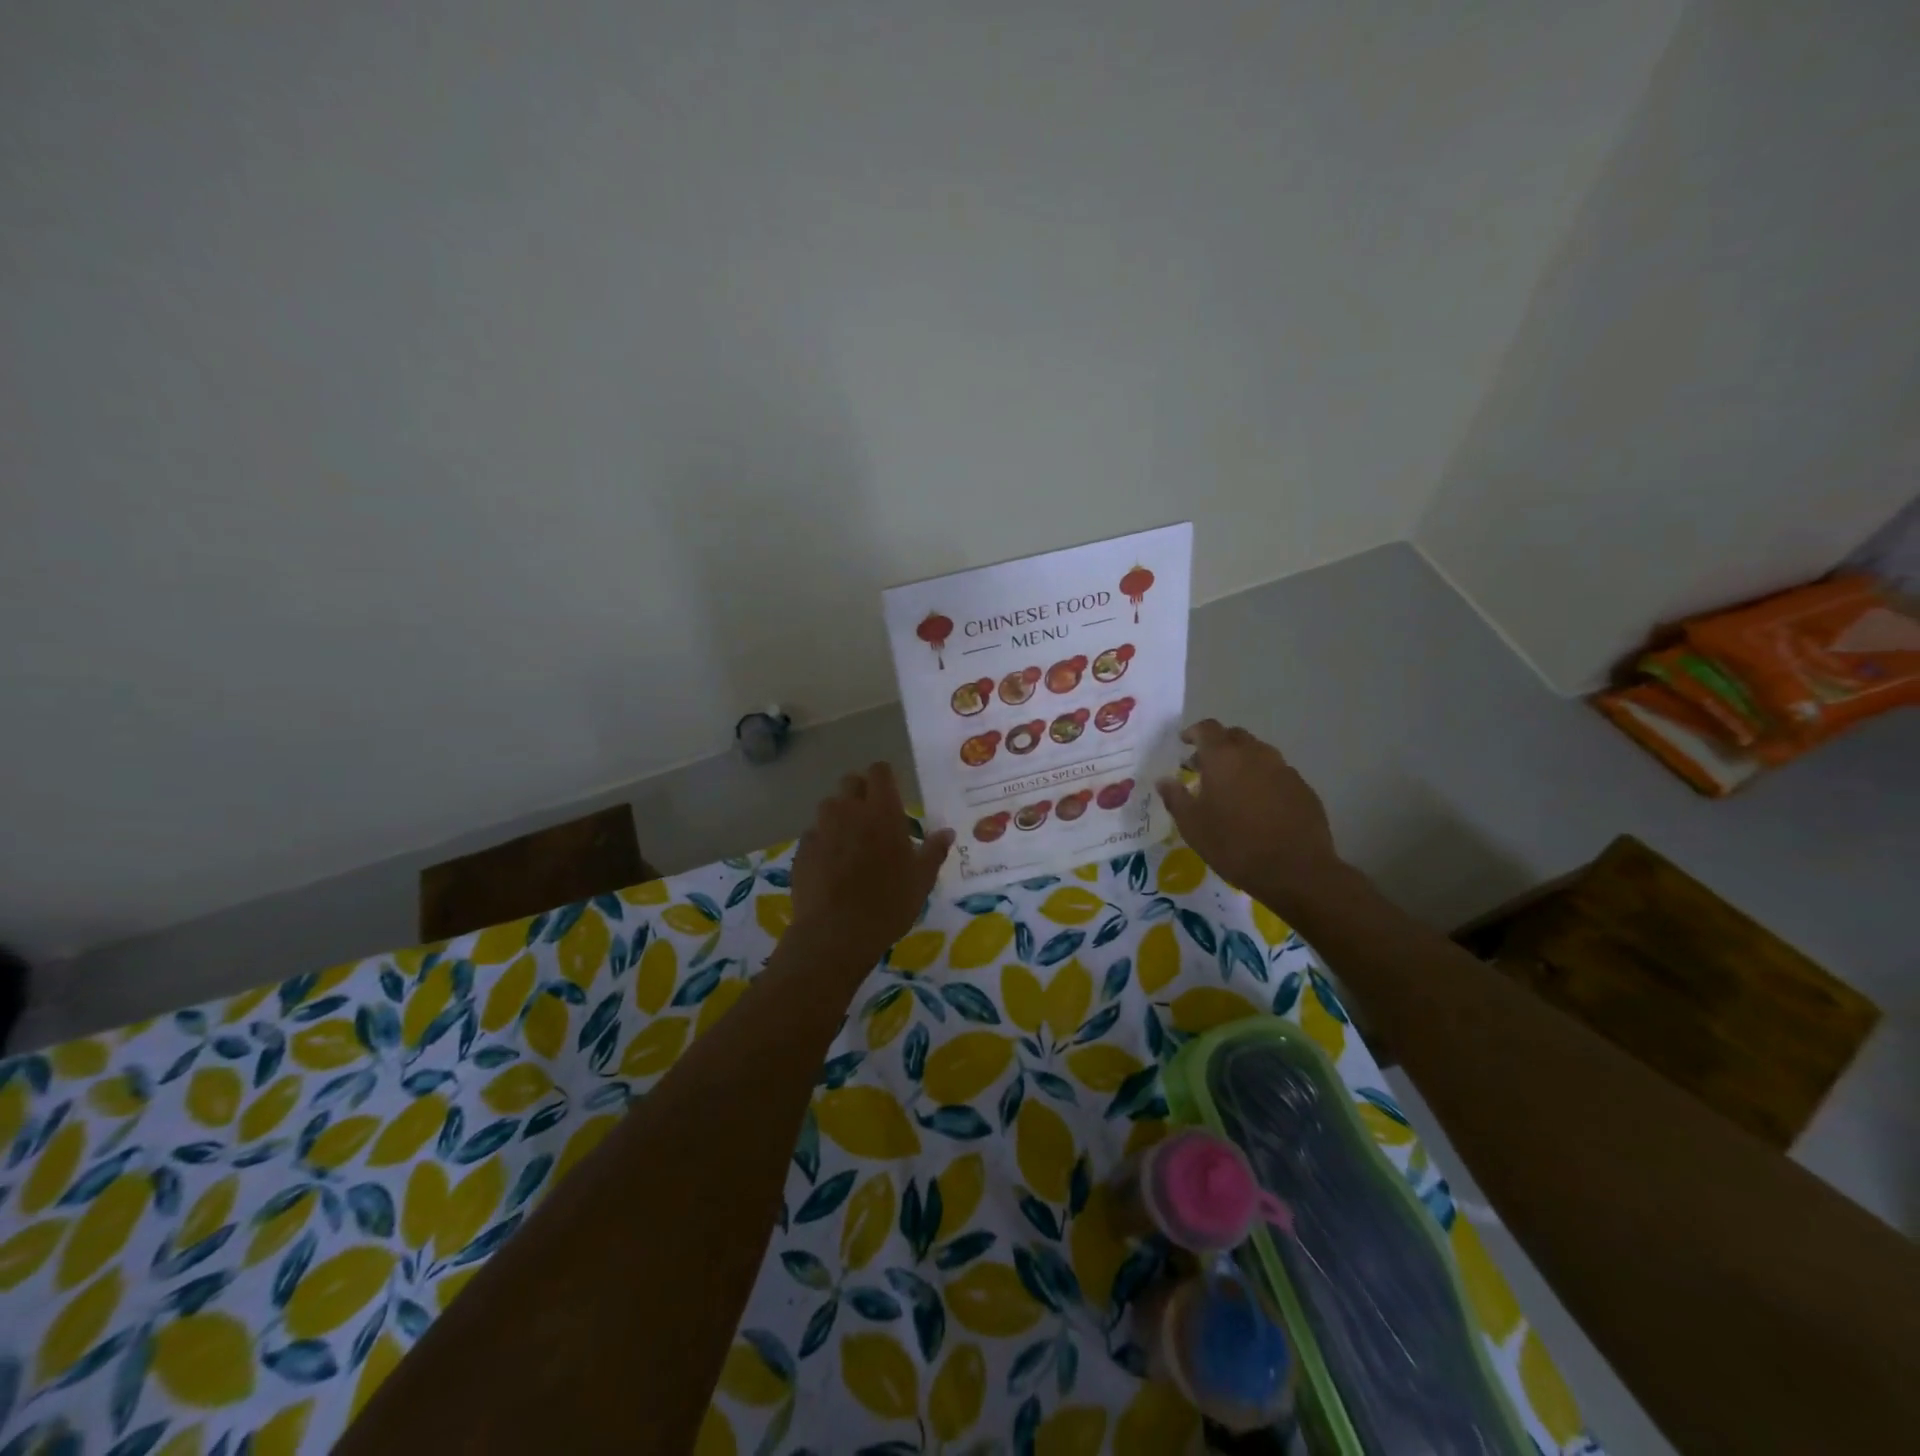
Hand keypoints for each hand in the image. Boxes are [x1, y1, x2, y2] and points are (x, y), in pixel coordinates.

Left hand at [789, 763, 953, 970]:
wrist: (836, 933)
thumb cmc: (888, 904)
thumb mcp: (921, 880)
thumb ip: (934, 851)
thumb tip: (947, 832)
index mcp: (882, 812)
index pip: (879, 771)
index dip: (884, 778)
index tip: (891, 793)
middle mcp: (849, 811)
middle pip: (850, 782)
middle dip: (860, 792)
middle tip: (872, 817)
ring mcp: (821, 829)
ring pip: (829, 806)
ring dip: (840, 815)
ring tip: (850, 841)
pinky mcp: (802, 849)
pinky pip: (814, 834)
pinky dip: (823, 841)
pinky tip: (830, 864)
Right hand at [1157, 720, 1342, 913]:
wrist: (1296, 870)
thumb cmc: (1234, 845)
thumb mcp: (1192, 826)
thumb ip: (1176, 798)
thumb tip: (1164, 780)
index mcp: (1224, 757)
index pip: (1207, 728)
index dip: (1193, 732)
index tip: (1184, 744)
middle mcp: (1255, 754)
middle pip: (1234, 736)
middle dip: (1217, 746)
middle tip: (1204, 767)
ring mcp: (1283, 769)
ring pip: (1258, 753)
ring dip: (1241, 762)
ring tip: (1231, 787)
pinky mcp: (1302, 787)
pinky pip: (1277, 773)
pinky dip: (1262, 779)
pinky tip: (1259, 805)